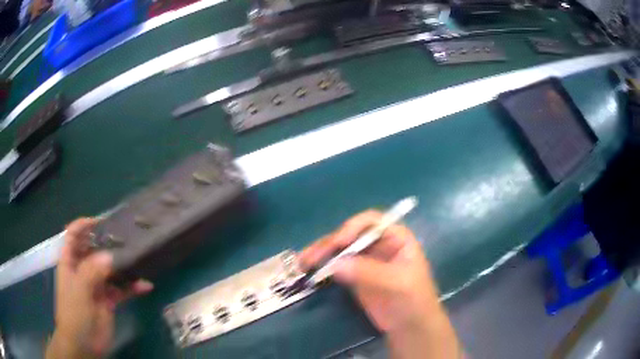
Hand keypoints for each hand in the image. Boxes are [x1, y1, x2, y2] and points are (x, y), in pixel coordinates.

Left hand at [46, 218, 153, 358]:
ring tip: (139, 260)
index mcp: (70, 262)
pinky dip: (132, 288)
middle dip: (108, 244)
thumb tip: (110, 256)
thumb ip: (92, 271)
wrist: (83, 344)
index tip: (102, 221)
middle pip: (94, 250)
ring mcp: (96, 285)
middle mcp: (82, 269)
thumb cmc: (74, 313)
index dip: (84, 225)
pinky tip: (145, 286)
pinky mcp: (109, 300)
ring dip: (124, 267)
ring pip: (110, 270)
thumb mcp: (79, 290)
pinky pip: (122, 290)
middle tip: (127, 238)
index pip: (73, 235)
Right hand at [299, 211, 460, 358]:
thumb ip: (369, 272)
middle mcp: (378, 244)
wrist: (410, 326)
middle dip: (329, 244)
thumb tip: (335, 265)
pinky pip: (335, 266)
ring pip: (339, 250)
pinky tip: (308, 270)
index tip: (339, 242)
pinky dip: (322, 267)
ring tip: (302, 262)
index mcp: (396, 238)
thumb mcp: (397, 284)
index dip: (353, 227)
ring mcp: (365, 260)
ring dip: (320, 254)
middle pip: (350, 235)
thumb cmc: (413, 300)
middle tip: (310, 257)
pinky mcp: (354, 275)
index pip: (371, 222)